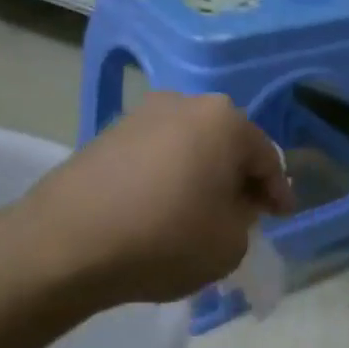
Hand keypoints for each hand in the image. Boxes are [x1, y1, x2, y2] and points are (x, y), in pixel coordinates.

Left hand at [21, 93, 294, 310]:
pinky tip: (163, 207)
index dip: (278, 191)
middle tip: (245, 212)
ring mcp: (142, 115)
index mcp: (224, 120)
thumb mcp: (229, 244)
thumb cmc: (164, 239)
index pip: (266, 157)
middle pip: (227, 144)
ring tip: (201, 212)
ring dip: (202, 175)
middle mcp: (185, 103)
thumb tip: (230, 205)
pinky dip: (168, 177)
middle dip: (239, 178)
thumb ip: (245, 219)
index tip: (282, 216)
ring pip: (190, 146)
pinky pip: (156, 155)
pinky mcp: (107, 133)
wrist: (66, 243)